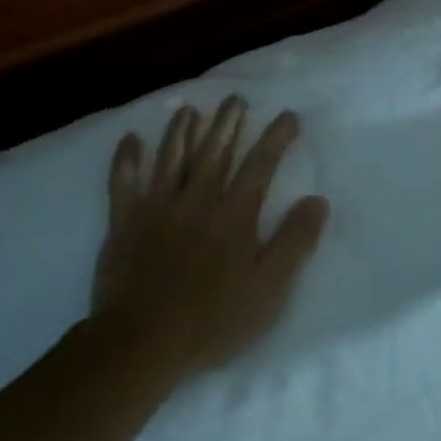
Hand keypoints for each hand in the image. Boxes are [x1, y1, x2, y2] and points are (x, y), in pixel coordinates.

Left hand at [93, 97, 329, 373]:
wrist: (142, 342)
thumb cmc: (213, 320)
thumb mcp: (269, 289)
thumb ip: (294, 242)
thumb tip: (318, 201)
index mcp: (234, 216)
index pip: (260, 166)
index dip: (275, 138)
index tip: (287, 116)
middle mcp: (196, 201)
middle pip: (214, 153)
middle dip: (227, 123)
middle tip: (235, 98)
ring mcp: (156, 208)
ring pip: (171, 159)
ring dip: (181, 131)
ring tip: (189, 109)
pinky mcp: (123, 223)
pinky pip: (123, 182)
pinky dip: (125, 159)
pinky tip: (129, 139)